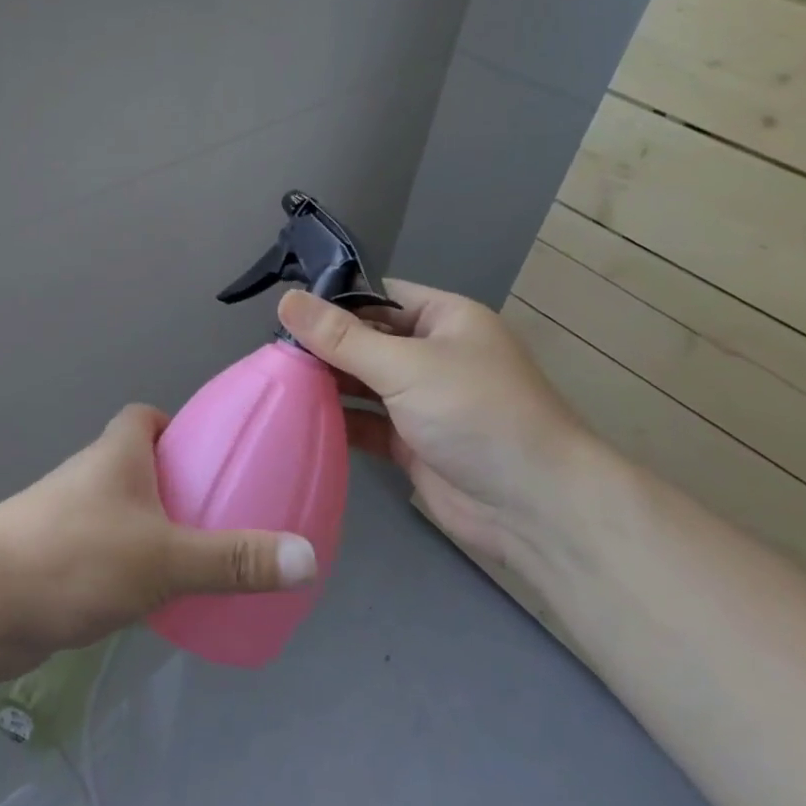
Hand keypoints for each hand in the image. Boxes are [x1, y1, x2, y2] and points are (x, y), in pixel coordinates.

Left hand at [0, 404, 317, 681]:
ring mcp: (66, 520)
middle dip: (175, 485)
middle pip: (138, 465)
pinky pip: (104, 554)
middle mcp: (90, 477)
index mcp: (116, 453)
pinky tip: (152, 603)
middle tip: (219, 516)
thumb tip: (307, 559)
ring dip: (152, 530)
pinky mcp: (53, 563)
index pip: (145, 417)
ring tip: (198, 562)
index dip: (177, 428)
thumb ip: (234, 560)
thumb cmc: (74, 557)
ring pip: (121, 513)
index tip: (209, 456)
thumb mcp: (165, 557)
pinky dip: (128, 568)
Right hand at [278, 281, 599, 564]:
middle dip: (323, 346)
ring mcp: (423, 401)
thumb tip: (286, 299)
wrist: (537, 508)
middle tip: (268, 351)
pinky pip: (368, 423)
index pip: (378, 297)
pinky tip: (298, 419)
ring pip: (364, 383)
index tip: (283, 310)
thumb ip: (342, 337)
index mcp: (444, 319)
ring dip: (327, 384)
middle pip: (366, 340)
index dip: (334, 301)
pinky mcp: (413, 443)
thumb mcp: (406, 366)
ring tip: (274, 382)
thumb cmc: (476, 413)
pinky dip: (339, 421)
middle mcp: (433, 354)